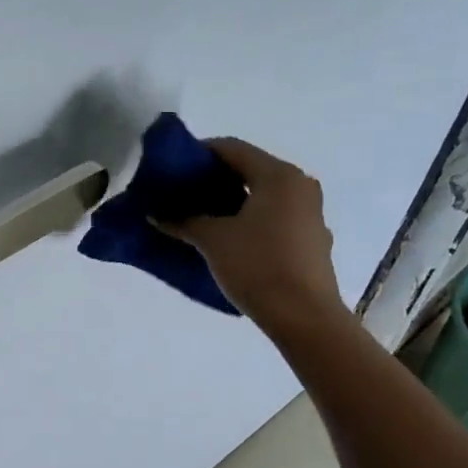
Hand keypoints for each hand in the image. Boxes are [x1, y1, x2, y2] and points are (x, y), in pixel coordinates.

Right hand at [164, 138, 345, 334]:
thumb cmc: (258, 266)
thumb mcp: (213, 240)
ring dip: (233, 202)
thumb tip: (156, 213)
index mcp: (279, 176)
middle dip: (215, 179)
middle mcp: (300, 187)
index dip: (200, 153)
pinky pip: (275, 218)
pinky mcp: (312, 241)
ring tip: (202, 217)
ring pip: (264, 196)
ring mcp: (310, 215)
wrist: (304, 318)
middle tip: (183, 192)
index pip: (233, 148)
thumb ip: (183, 220)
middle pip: (250, 170)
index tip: (174, 167)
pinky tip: (230, 240)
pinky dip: (251, 221)